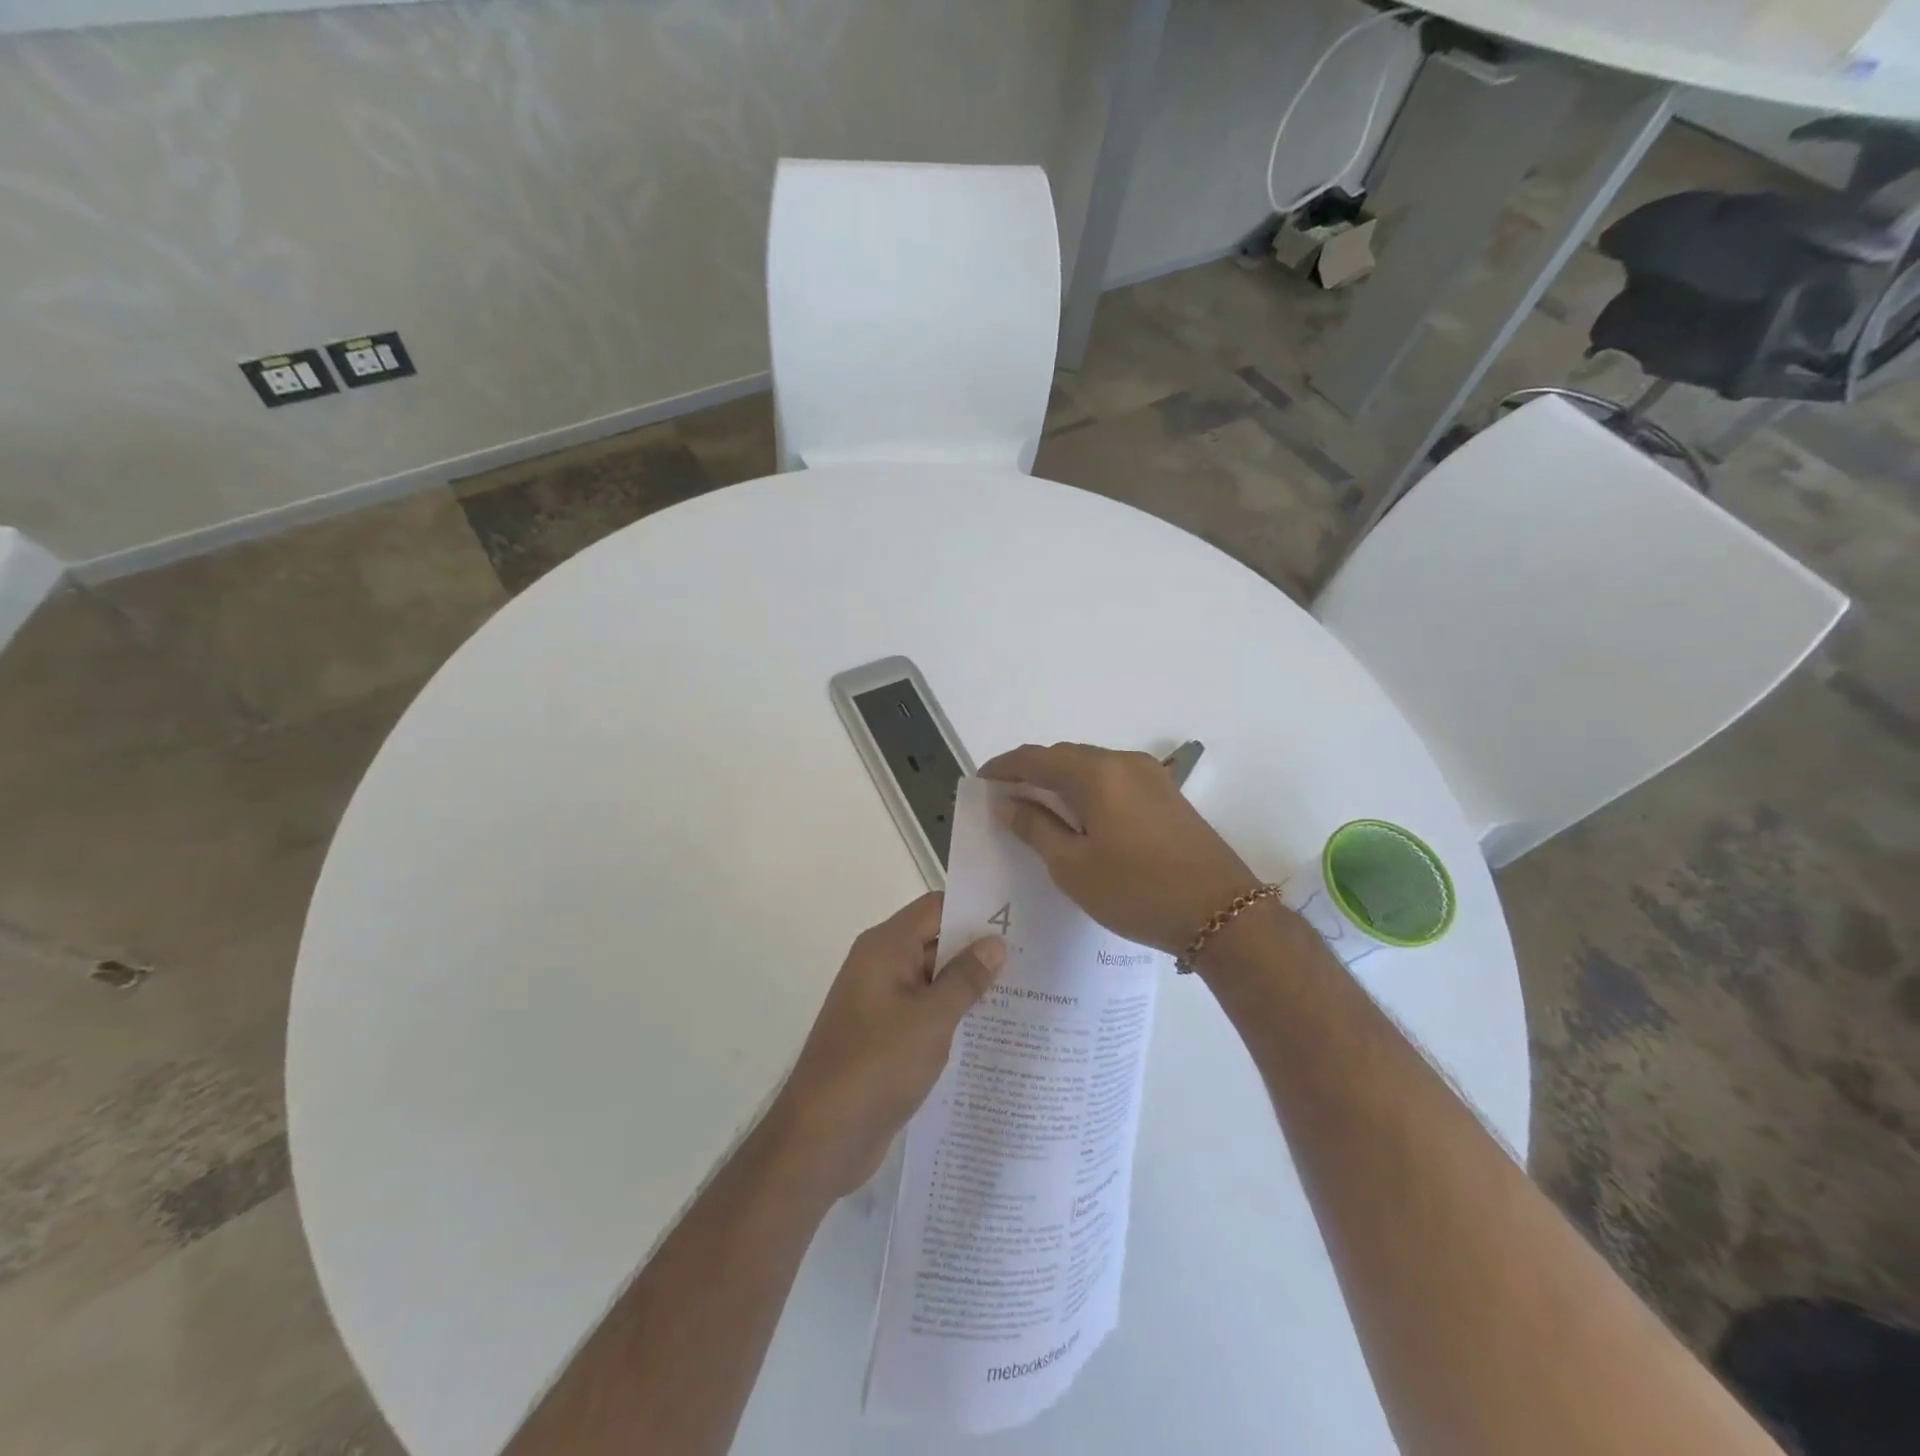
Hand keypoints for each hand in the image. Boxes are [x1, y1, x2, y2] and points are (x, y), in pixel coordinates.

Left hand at [766, 893, 1004, 1200]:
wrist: (821, 1138)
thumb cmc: (877, 1065)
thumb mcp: (931, 1019)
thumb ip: (965, 978)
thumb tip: (994, 943)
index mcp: (885, 948)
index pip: (935, 908)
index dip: (975, 910)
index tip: (1018, 920)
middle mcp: (881, 966)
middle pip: (935, 941)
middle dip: (978, 950)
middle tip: (1032, 958)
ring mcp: (881, 1003)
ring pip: (932, 980)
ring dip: (969, 986)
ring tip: (1025, 993)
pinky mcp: (884, 1036)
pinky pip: (924, 1013)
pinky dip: (953, 1016)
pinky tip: (992, 1031)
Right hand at [980, 743, 1260, 954]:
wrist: (1222, 912)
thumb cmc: (1137, 892)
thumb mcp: (1073, 867)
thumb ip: (1036, 827)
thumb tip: (1007, 802)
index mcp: (1096, 774)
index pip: (1035, 759)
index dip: (1003, 767)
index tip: (980, 782)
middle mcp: (1123, 762)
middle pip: (1064, 756)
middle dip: (1031, 772)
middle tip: (1005, 797)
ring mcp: (1151, 775)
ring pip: (1091, 766)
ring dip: (1060, 779)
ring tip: (1037, 807)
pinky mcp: (1167, 793)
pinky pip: (1114, 779)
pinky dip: (1087, 788)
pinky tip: (1080, 815)